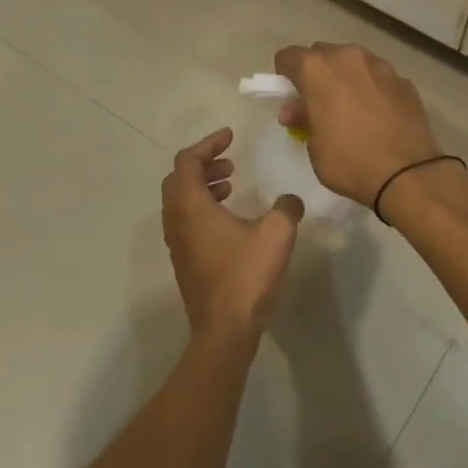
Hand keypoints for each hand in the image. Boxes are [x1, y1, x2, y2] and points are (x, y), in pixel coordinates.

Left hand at [161, 128, 303, 342]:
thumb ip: (286, 208)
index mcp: (190, 206)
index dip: (208, 144)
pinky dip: (203, 207)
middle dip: (203, 164)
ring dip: (203, 186)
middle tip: (230, 163)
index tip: (230, 137)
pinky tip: (230, 220)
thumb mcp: (276, 234)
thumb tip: (290, 201)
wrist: (224, 330)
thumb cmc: (246, 276)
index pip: (187, 160)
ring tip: (231, 186)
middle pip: (179, 178)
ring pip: (181, 201)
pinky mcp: (185, 261)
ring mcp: (177, 243)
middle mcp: (176, 220)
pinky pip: (186, 221)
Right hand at [272, 43, 444, 205]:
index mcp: (317, 69)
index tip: (290, 97)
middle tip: (318, 104)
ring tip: (350, 109)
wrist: (408, 174)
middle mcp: (348, 58)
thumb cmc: (349, 161)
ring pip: (353, 62)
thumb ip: (304, 119)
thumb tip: (300, 110)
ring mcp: (380, 66)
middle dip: (316, 74)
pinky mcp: (404, 81)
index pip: (288, 56)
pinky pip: (378, 77)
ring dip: (346, 78)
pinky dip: (372, 89)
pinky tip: (377, 116)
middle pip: (322, 54)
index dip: (285, 76)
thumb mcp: (314, 146)